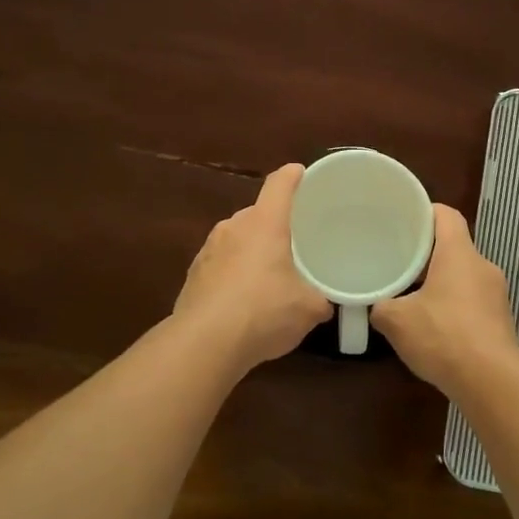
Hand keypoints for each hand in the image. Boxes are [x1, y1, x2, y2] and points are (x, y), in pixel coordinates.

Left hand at [170, 164, 330, 371]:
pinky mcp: (193, 275)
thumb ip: (321, 299)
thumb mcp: (308, 308)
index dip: (293, 176)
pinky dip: (233, 274)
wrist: (204, 344)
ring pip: (237, 239)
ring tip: (268, 275)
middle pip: (258, 213)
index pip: (280, 183)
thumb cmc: (264, 311)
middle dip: (274, 224)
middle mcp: (234, 226)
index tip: (302, 175)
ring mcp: (208, 249)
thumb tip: (326, 302)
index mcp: (265, 222)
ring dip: (251, 251)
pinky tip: (242, 301)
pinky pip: (220, 264)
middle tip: (294, 243)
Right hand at [372, 205, 518, 395]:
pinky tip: (435, 326)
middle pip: (454, 246)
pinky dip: (454, 305)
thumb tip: (375, 305)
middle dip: (427, 252)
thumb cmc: (444, 337)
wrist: (492, 382)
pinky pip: (474, 300)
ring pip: (464, 275)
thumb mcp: (397, 321)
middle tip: (399, 260)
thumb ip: (380, 306)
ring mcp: (497, 294)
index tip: (403, 220)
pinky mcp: (501, 320)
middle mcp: (483, 266)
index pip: (446, 215)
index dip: (425, 212)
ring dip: (441, 281)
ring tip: (413, 295)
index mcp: (459, 253)